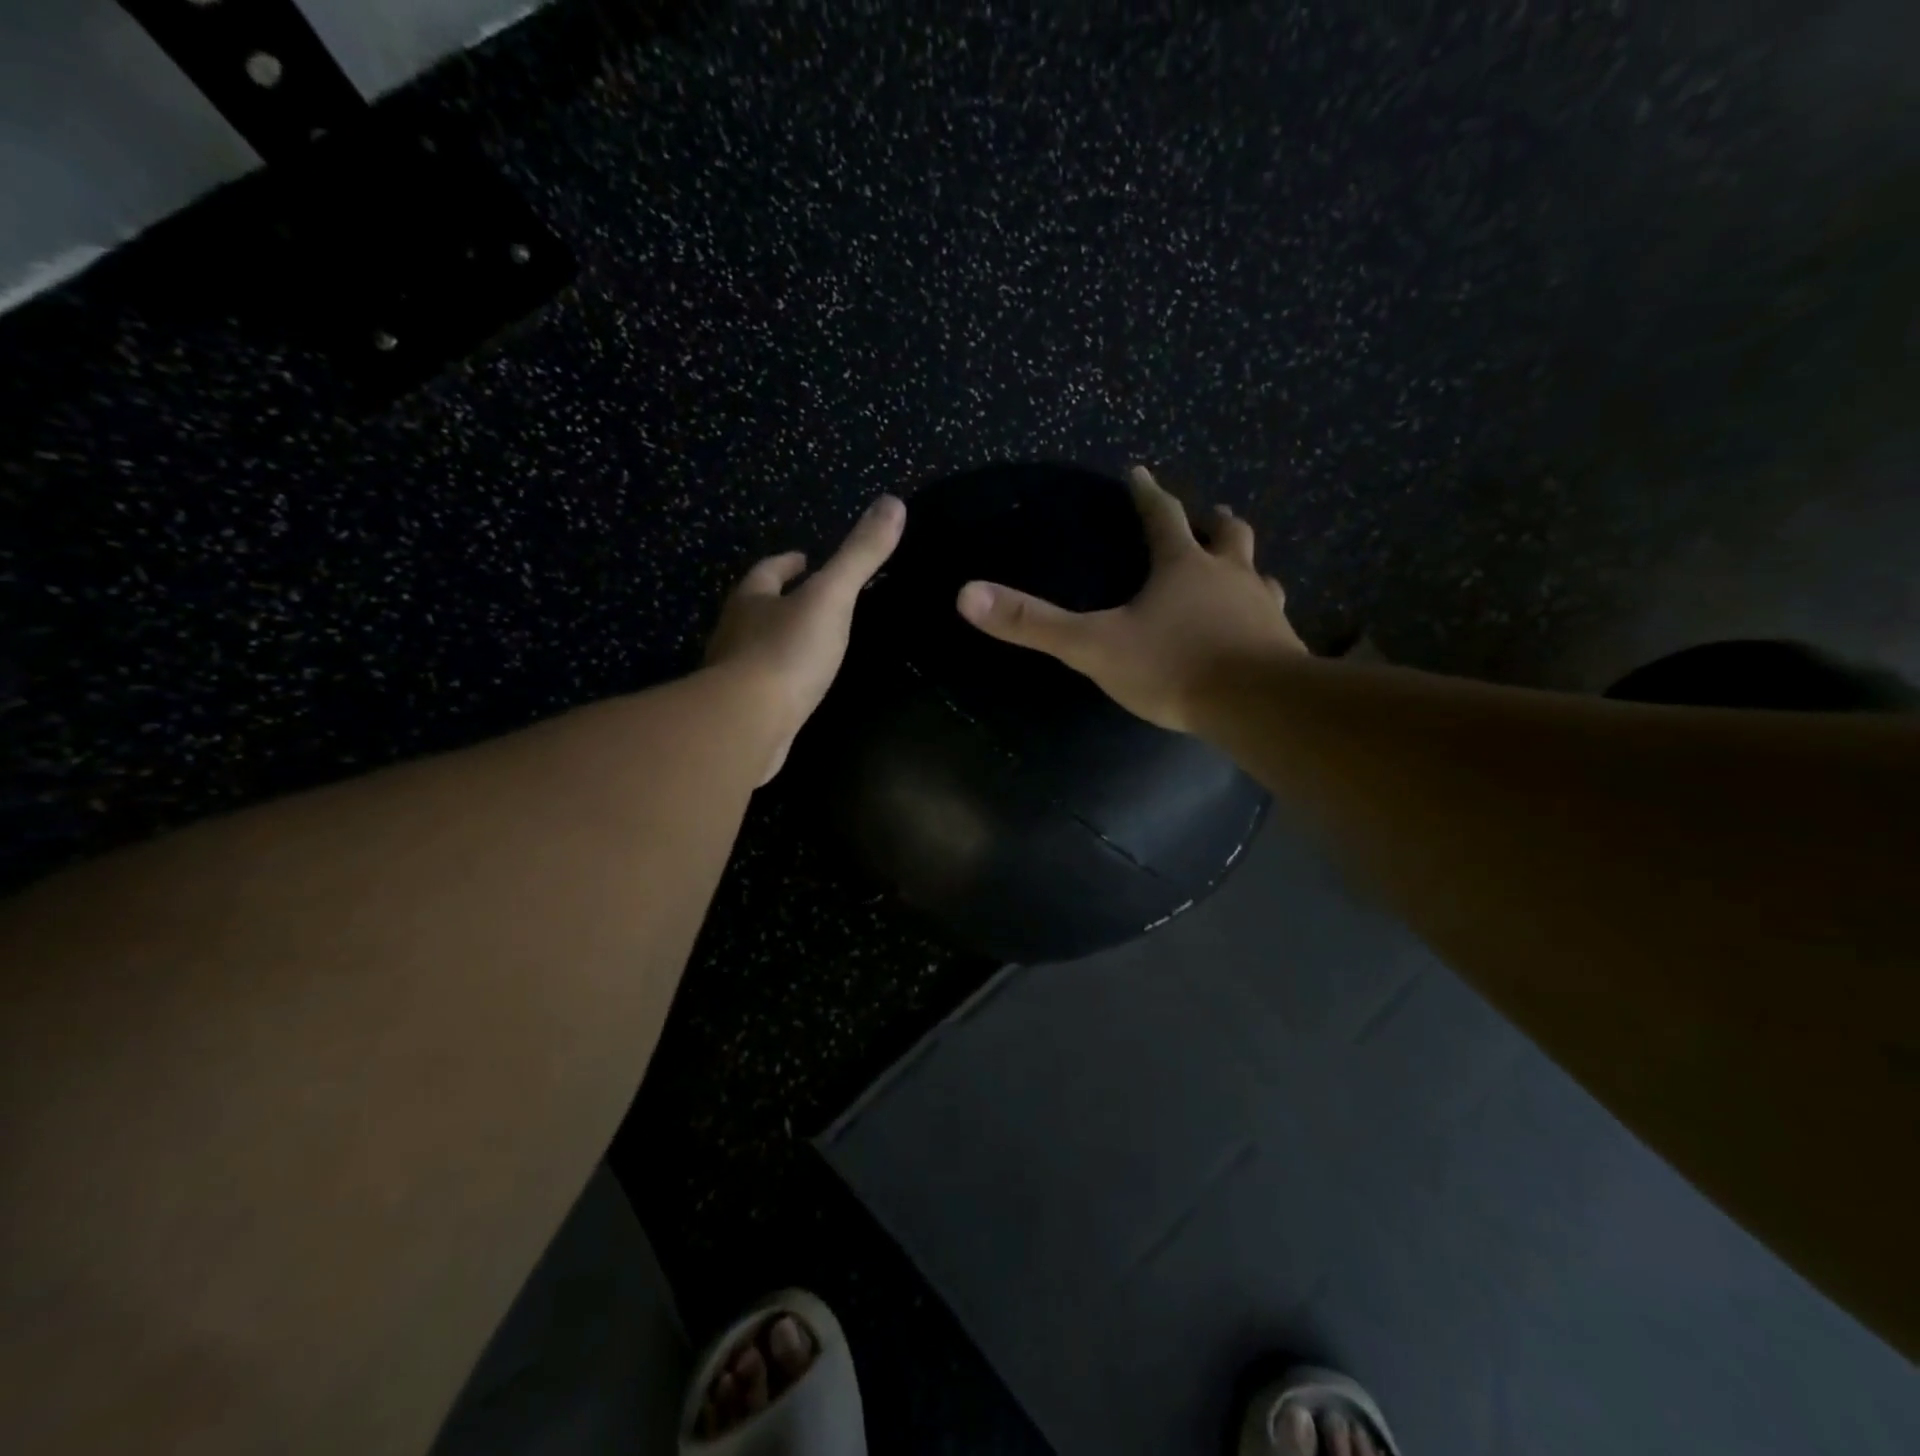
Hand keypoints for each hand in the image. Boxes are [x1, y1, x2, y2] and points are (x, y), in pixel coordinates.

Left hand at [706, 494, 905, 782]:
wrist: (747, 724)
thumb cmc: (786, 653)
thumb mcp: (831, 598)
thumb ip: (859, 556)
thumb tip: (893, 502)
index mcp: (752, 600)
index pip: (767, 571)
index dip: (786, 563)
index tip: (804, 558)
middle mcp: (735, 632)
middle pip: (756, 608)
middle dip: (779, 600)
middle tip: (809, 598)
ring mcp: (734, 674)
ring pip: (756, 647)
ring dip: (778, 640)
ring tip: (809, 642)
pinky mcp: (742, 712)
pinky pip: (762, 686)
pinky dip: (780, 679)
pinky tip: (799, 688)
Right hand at [954, 466, 1304, 733]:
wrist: (1255, 705)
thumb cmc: (1172, 667)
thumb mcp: (1093, 646)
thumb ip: (1033, 623)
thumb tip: (967, 594)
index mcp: (1182, 567)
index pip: (1162, 516)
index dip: (1148, 494)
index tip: (1140, 473)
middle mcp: (1229, 576)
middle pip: (1226, 535)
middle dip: (1212, 523)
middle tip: (1207, 516)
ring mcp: (1262, 608)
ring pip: (1258, 573)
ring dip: (1245, 566)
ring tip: (1238, 570)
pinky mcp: (1282, 643)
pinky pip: (1274, 617)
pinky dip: (1263, 613)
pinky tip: (1260, 628)